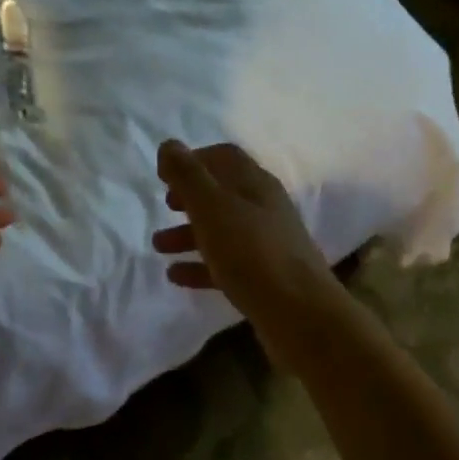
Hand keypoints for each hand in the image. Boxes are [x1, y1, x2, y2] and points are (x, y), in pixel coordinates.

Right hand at [151, 140, 346, 365]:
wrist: (299, 314)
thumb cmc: (252, 253)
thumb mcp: (212, 208)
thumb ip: (188, 176)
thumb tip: (169, 145)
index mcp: (255, 184)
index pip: (224, 157)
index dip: (194, 160)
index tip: (165, 174)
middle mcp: (264, 209)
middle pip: (222, 194)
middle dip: (190, 198)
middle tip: (165, 206)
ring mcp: (267, 244)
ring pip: (222, 230)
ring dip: (189, 234)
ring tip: (159, 247)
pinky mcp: (264, 277)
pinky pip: (226, 264)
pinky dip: (200, 266)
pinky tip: (177, 276)